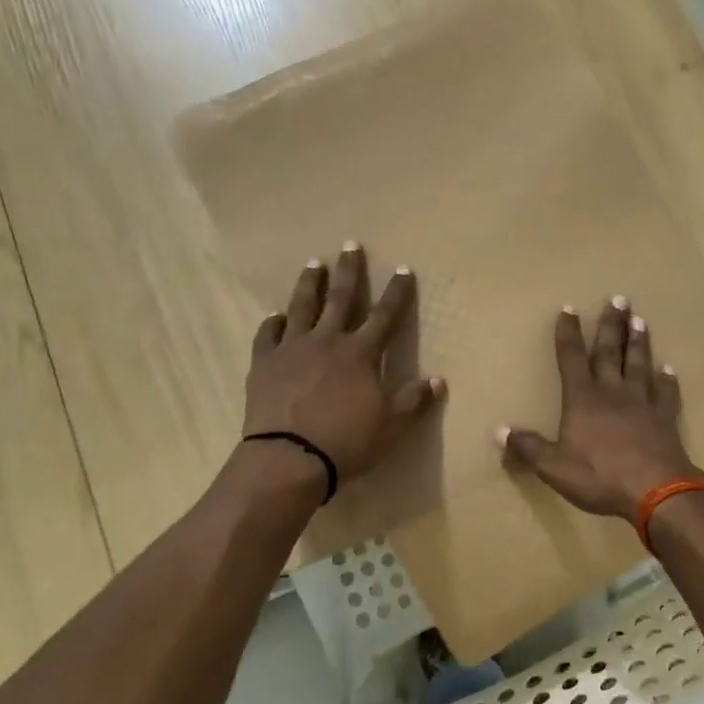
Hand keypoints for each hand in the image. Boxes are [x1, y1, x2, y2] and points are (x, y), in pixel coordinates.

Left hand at [242, 242, 444, 488]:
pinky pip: (268, 335)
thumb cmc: (347, 441)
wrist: (289, 458)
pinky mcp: (265, 363)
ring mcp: (292, 349)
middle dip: (349, 271)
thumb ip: (414, 400)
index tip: (403, 268)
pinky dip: (273, 323)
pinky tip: (276, 316)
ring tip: (313, 263)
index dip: (397, 292)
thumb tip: (438, 380)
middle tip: (350, 244)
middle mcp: (327, 341)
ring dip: (309, 283)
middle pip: (340, 298)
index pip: (385, 315)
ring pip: (302, 307)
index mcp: (360, 353)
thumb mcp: (392, 425)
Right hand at [500, 296, 698, 518]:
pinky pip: (666, 393)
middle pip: (609, 352)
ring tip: (640, 320)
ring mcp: (642, 403)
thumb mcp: (554, 467)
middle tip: (617, 299)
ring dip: (638, 342)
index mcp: (582, 400)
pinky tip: (668, 368)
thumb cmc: (600, 476)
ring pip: (639, 364)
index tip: (569, 309)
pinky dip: (667, 380)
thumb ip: (529, 448)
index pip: (572, 359)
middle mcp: (612, 392)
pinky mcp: (665, 418)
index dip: (568, 334)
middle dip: (610, 325)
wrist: (655, 490)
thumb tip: (500, 431)